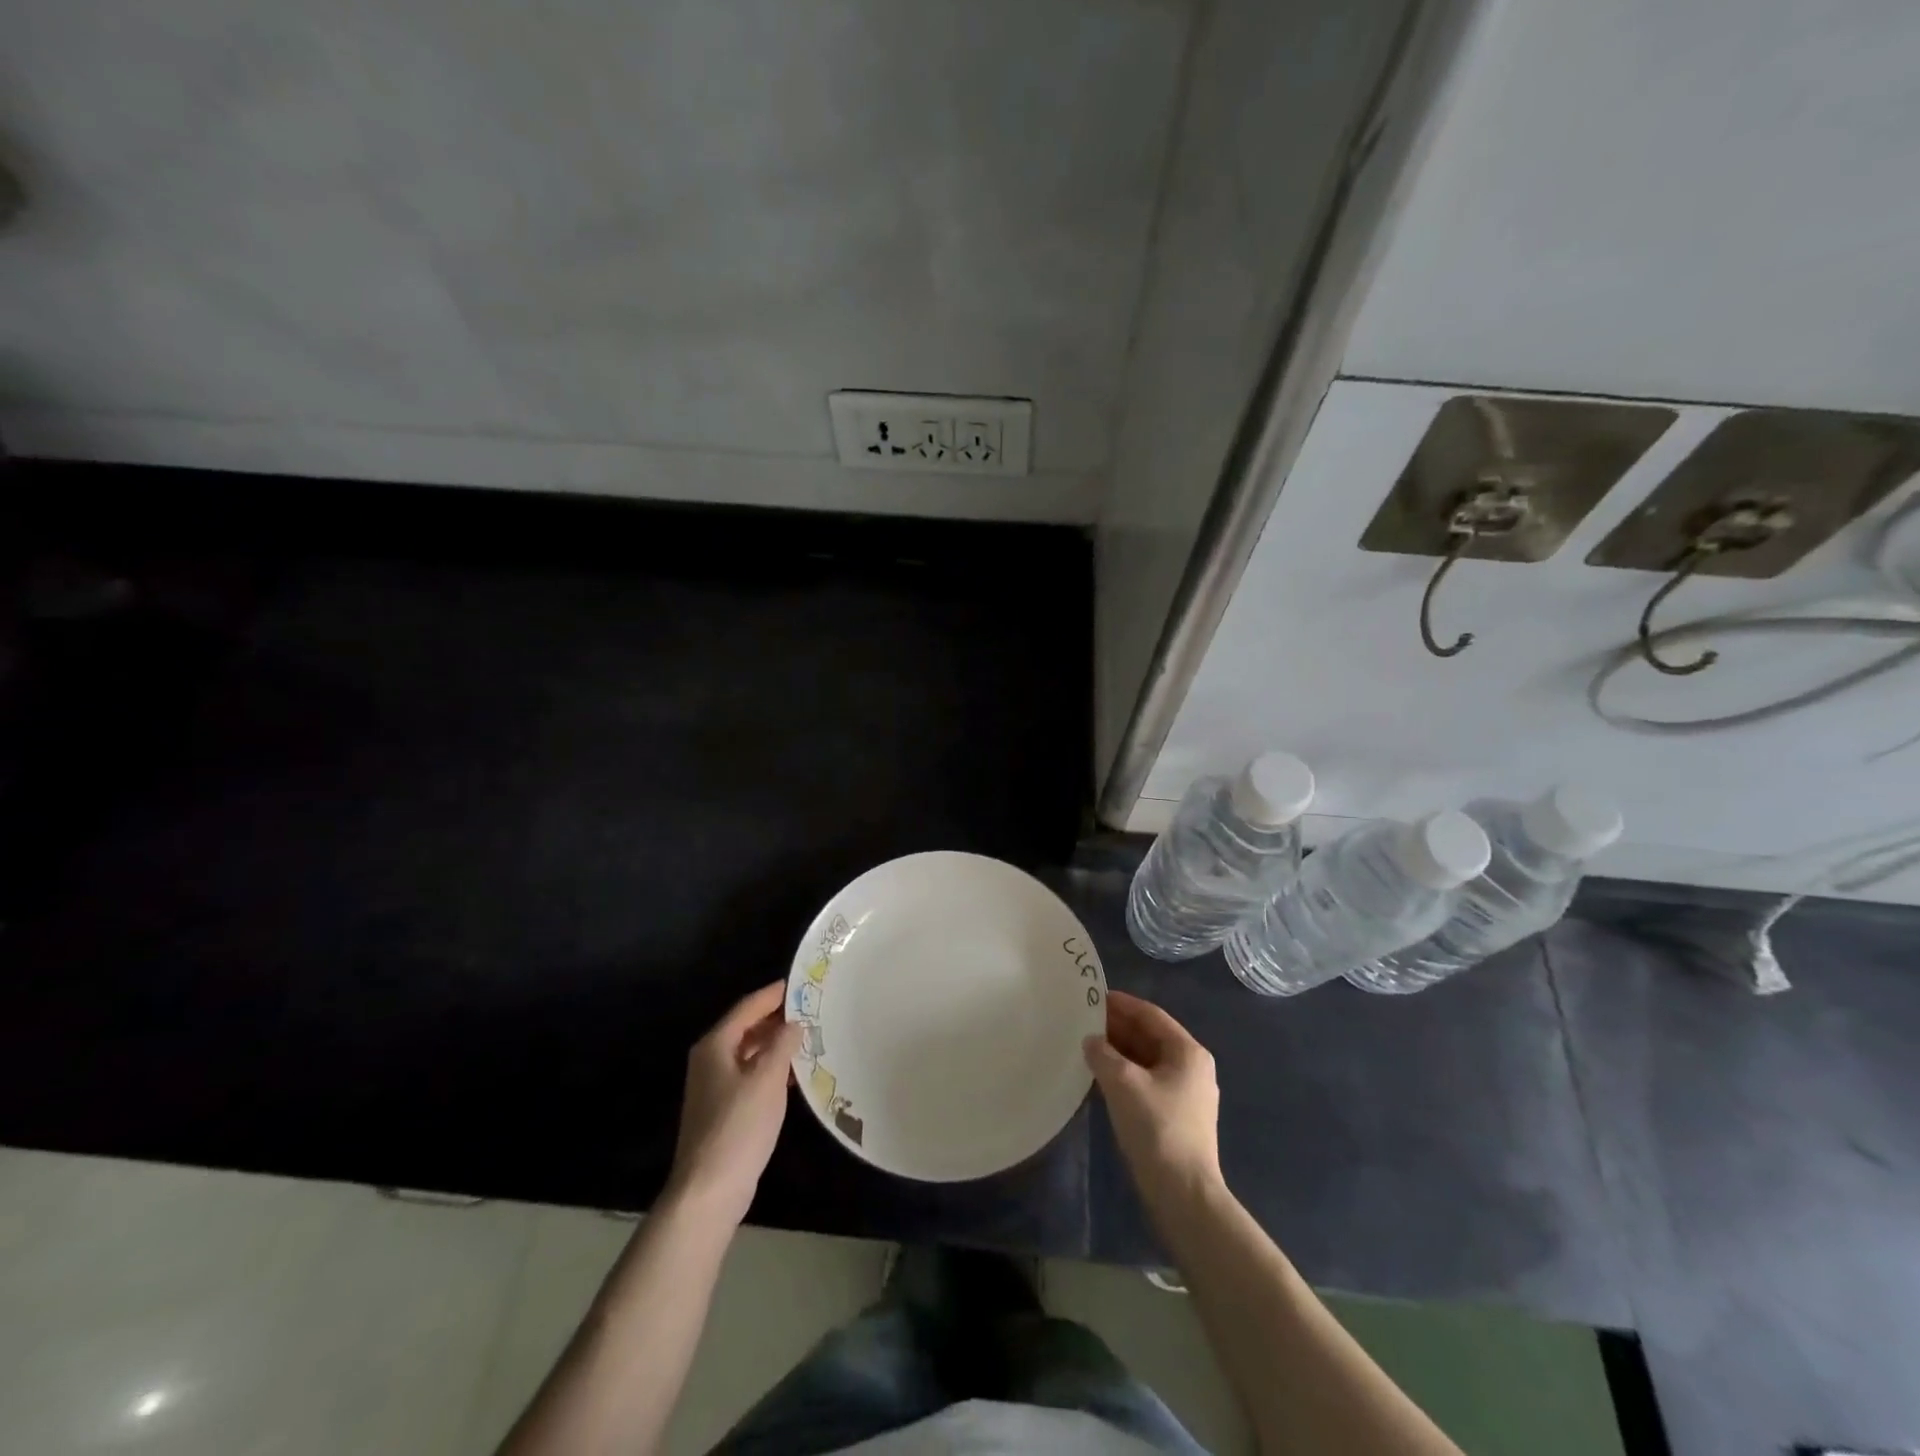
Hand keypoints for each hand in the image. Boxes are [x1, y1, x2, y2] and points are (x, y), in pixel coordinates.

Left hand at [665, 981, 802, 1225]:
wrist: (708, 1190)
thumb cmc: (738, 1126)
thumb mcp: (767, 1079)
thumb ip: (783, 1045)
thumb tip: (794, 1023)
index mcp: (715, 1046)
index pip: (747, 1007)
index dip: (773, 994)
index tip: (800, 983)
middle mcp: (710, 1060)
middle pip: (746, 1028)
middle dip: (777, 1018)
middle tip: (811, 1009)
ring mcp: (714, 1086)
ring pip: (749, 1052)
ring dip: (776, 1044)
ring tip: (809, 1037)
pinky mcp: (723, 1109)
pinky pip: (750, 1075)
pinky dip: (771, 1069)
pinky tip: (795, 1075)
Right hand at [1085, 990, 1222, 1206]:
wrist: (1183, 1195)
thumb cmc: (1157, 1128)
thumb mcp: (1123, 1083)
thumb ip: (1102, 1054)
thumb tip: (1091, 1041)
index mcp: (1188, 1052)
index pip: (1151, 1015)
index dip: (1122, 1004)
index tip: (1093, 996)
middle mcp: (1192, 1067)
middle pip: (1150, 1036)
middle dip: (1118, 1027)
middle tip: (1084, 1020)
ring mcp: (1187, 1094)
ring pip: (1148, 1060)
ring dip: (1119, 1051)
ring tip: (1087, 1045)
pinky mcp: (1177, 1117)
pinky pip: (1147, 1081)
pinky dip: (1125, 1073)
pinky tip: (1102, 1077)